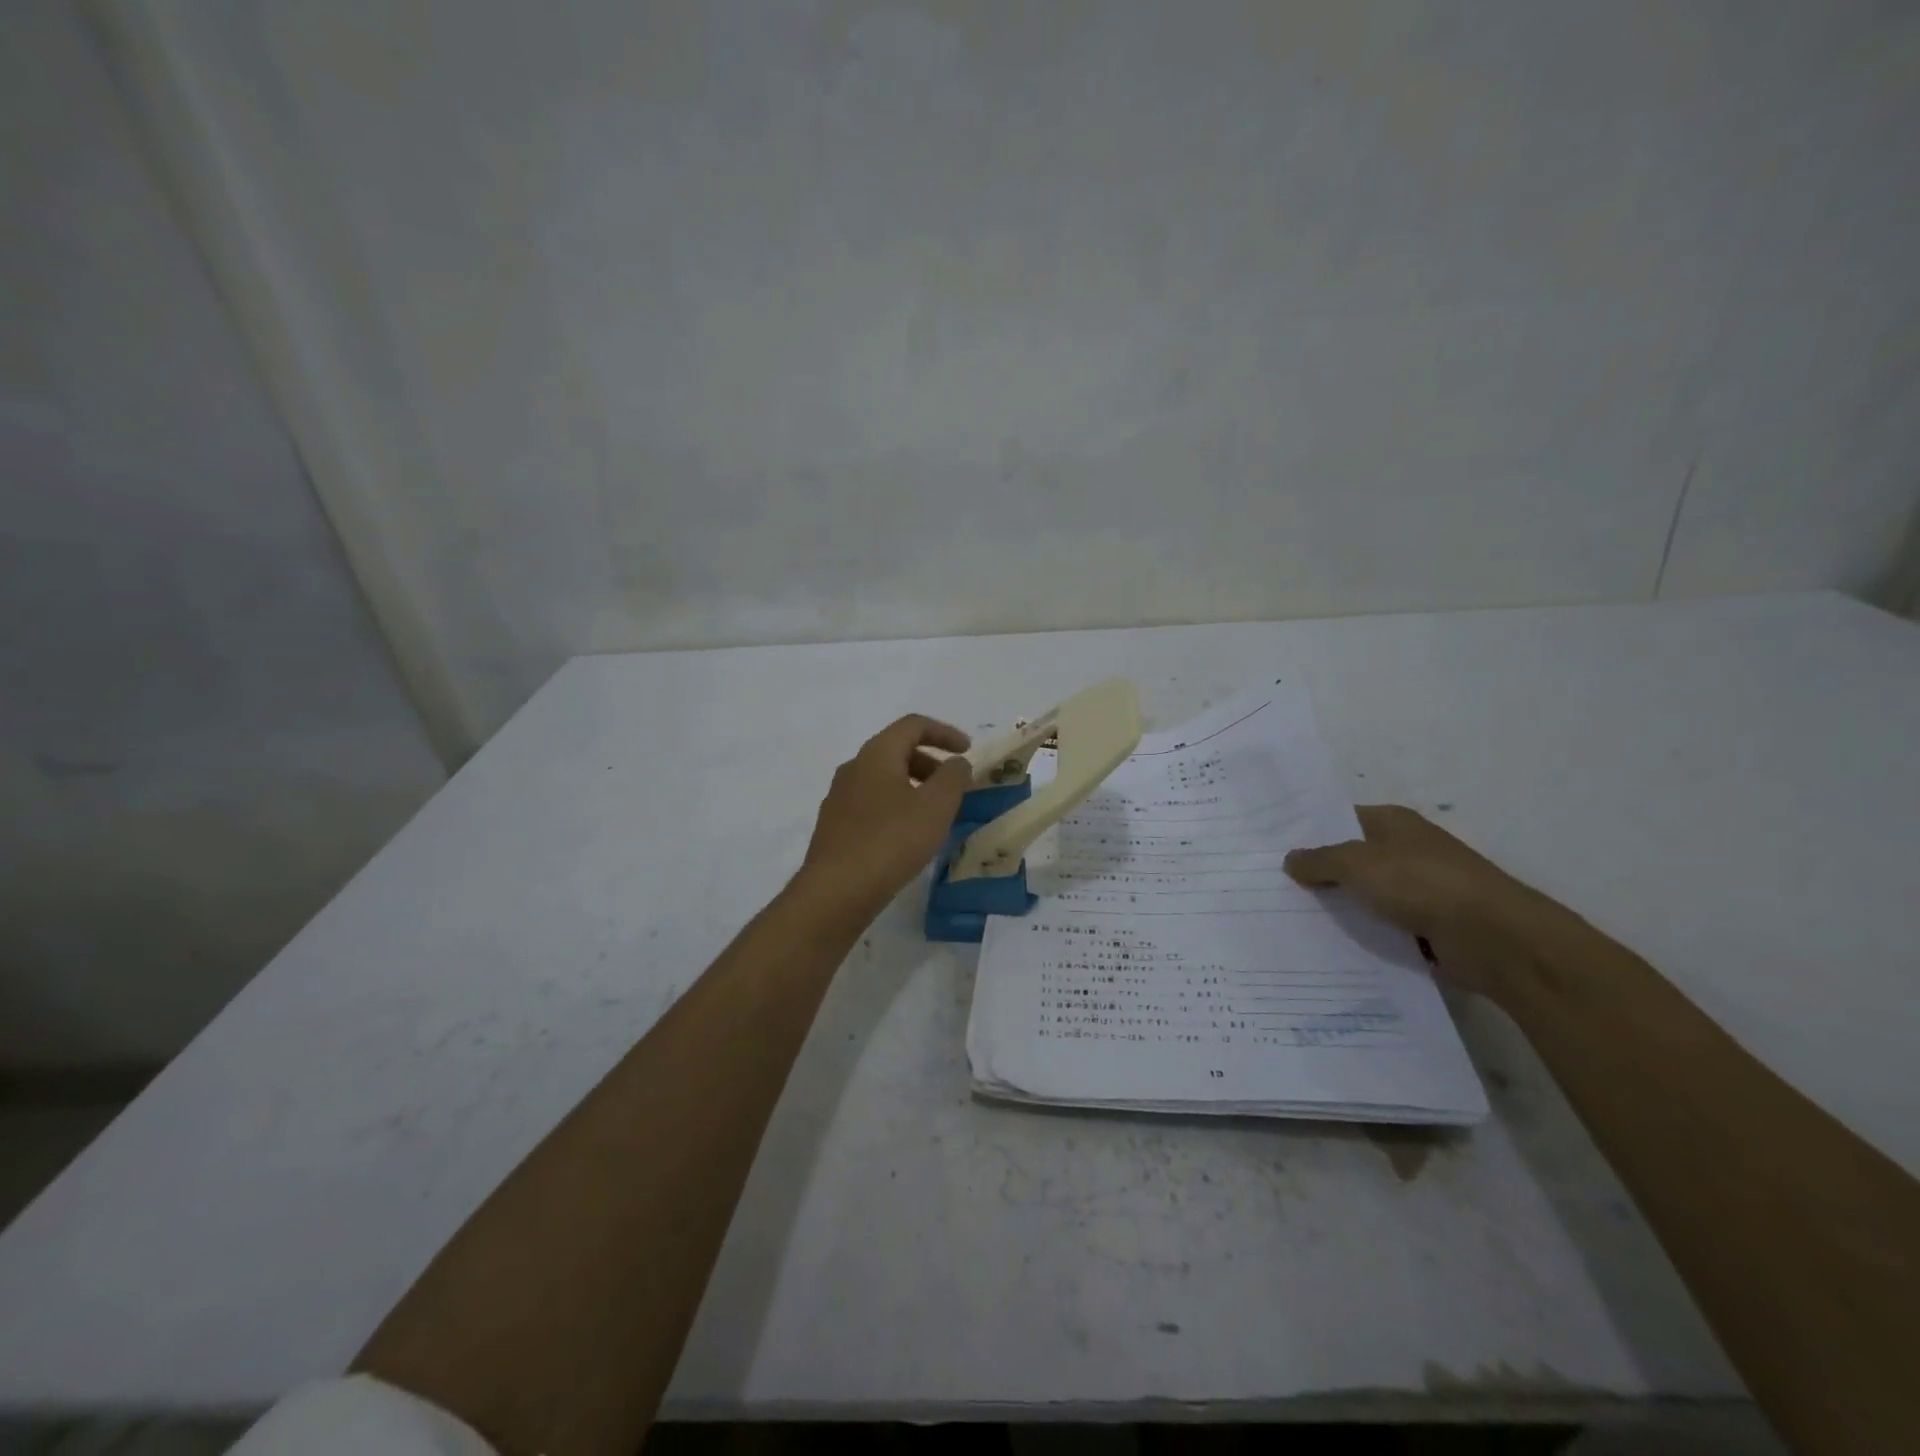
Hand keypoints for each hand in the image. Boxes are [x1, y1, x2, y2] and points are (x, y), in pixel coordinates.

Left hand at [796, 715, 974, 917]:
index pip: (913, 725)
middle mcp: (853, 768)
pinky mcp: (835, 826)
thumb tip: (956, 762)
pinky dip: (896, 807)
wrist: (836, 891)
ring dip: (914, 787)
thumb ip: (953, 777)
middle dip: (931, 763)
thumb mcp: (936, 806)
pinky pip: (872, 804)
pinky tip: (908, 837)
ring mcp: (839, 798)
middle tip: (954, 787)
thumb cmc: (891, 840)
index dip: (944, 732)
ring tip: (935, 815)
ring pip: (883, 779)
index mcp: (876, 754)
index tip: (968, 751)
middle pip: (896, 750)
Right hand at [1283, 805, 1555, 1004]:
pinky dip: (1361, 934)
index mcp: (1393, 823)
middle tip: (1271, 886)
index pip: (1340, 820)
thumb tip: (1290, 859)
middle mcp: (1406, 850)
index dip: (1308, 832)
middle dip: (1317, 873)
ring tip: (1288, 918)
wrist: (1495, 938)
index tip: (1271, 848)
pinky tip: (1327, 945)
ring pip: (1364, 895)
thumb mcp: (1357, 864)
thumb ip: (1319, 861)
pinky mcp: (1427, 926)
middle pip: (1350, 859)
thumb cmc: (1423, 884)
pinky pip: (1381, 926)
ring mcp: (1419, 889)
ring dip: (1338, 907)